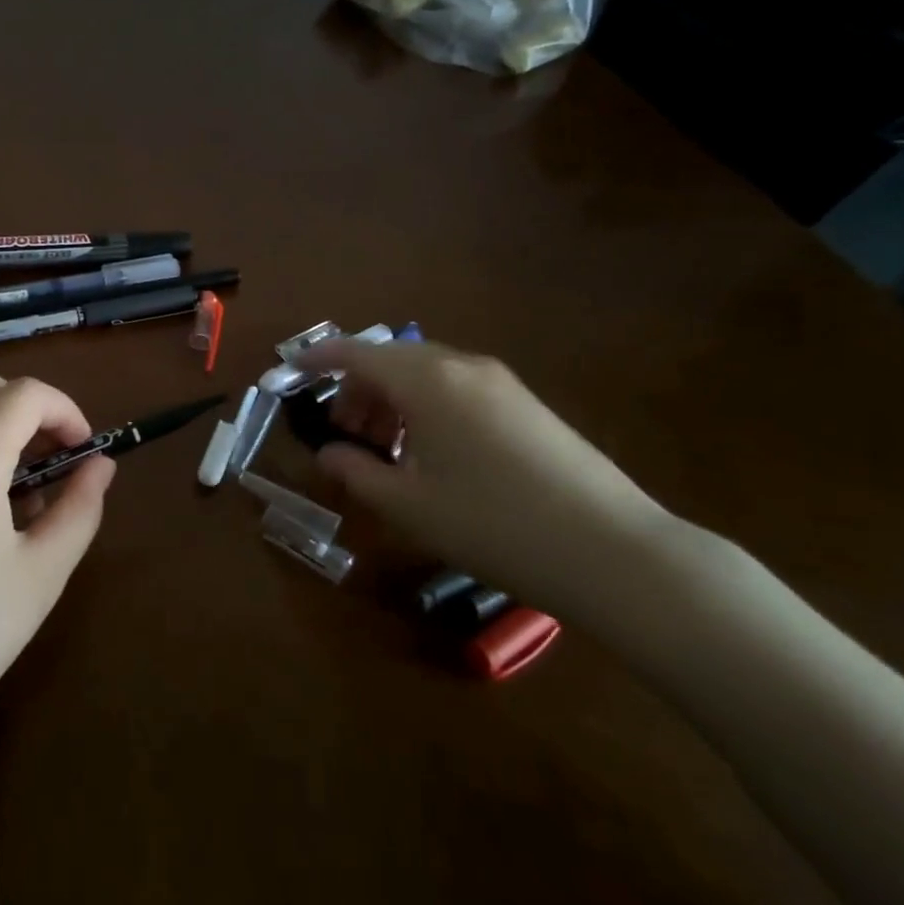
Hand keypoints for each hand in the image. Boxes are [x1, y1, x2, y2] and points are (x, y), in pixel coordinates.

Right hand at [302, 339, 677, 610]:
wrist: (612, 551)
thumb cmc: (492, 524)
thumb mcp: (409, 505)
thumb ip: (357, 472)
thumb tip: (330, 454)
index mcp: (425, 380)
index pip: (356, 353)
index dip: (318, 359)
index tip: (291, 371)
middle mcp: (461, 366)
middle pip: (390, 361)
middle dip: (357, 390)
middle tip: (344, 436)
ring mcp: (499, 382)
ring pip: (424, 374)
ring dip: (391, 400)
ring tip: (385, 450)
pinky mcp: (525, 404)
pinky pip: (456, 388)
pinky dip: (425, 407)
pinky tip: (431, 454)